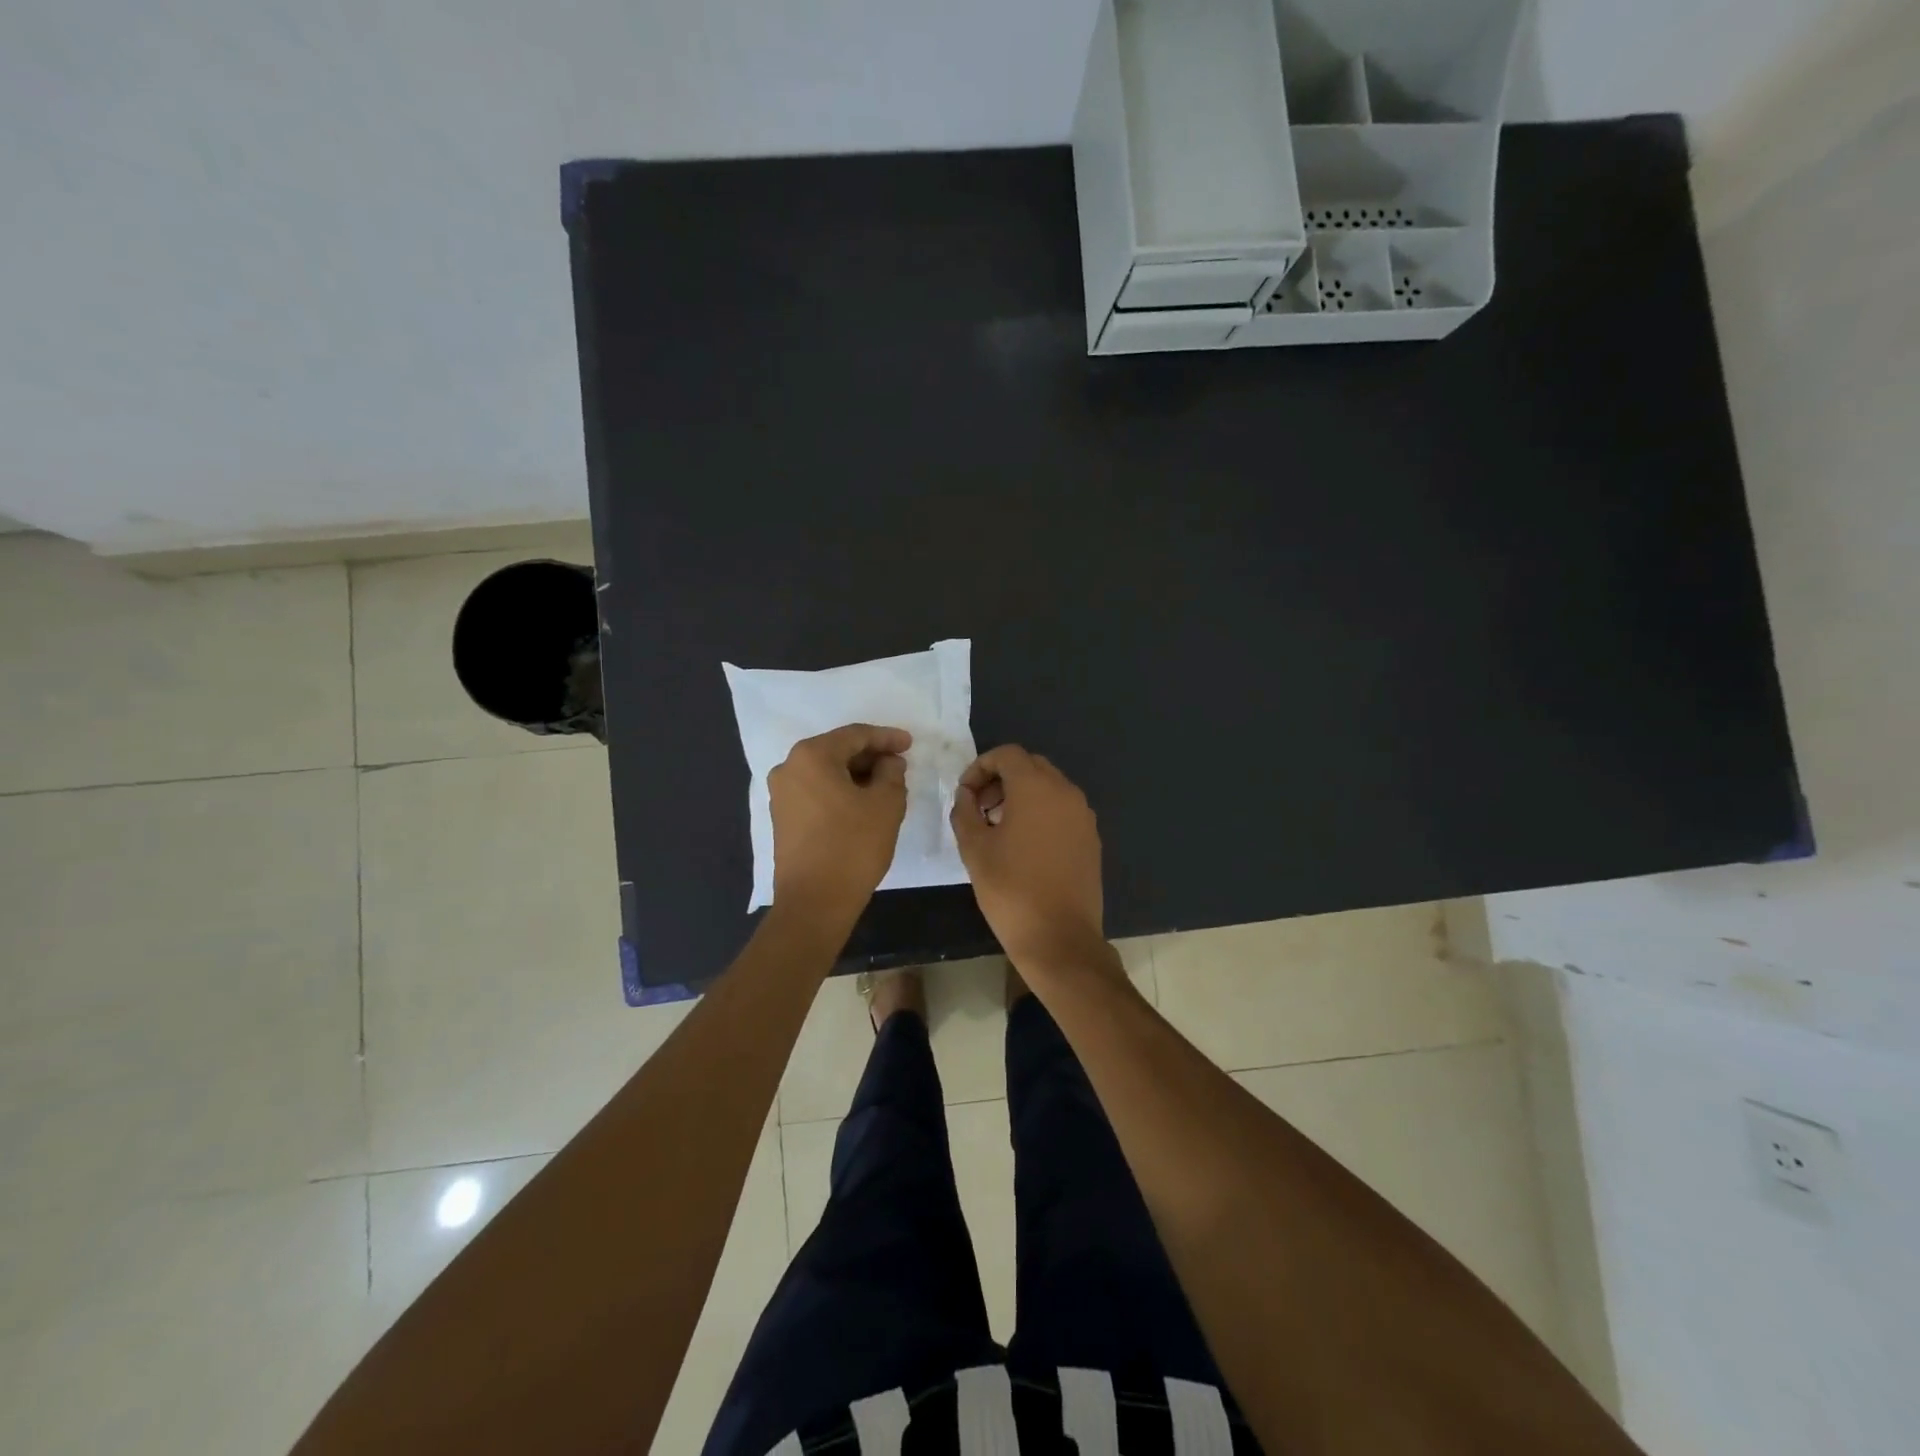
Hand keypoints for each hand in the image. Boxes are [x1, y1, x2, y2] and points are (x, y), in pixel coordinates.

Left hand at [769, 724, 911, 924]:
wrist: (814, 902)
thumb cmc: (853, 846)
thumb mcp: (886, 804)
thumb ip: (892, 773)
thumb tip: (888, 762)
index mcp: (812, 756)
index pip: (855, 735)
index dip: (887, 738)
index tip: (910, 744)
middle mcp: (789, 768)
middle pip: (837, 751)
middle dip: (871, 756)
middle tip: (900, 765)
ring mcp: (781, 794)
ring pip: (826, 772)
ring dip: (856, 775)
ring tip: (886, 785)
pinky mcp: (782, 818)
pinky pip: (816, 792)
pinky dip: (840, 791)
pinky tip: (863, 803)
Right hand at [949, 745, 1104, 970]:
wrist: (1060, 938)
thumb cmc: (1011, 890)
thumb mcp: (974, 849)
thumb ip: (965, 811)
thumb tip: (966, 794)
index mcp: (1036, 788)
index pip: (1007, 754)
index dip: (981, 767)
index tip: (965, 794)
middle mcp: (1065, 792)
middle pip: (1030, 766)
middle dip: (1001, 778)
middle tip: (979, 807)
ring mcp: (1083, 815)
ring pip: (1049, 786)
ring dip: (1021, 794)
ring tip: (998, 826)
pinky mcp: (1091, 838)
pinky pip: (1063, 809)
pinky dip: (1041, 812)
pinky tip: (1025, 844)